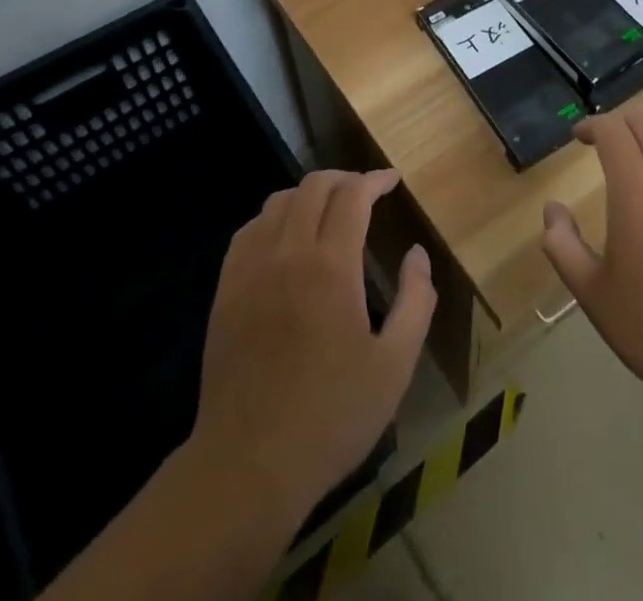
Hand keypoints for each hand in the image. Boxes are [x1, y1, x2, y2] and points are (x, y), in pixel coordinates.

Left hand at [190, 169, 435, 531]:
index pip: (353, 196)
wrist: (248, 463)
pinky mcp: (225, 289)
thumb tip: (417, 253)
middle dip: (344, 179)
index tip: (392, 180)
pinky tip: (283, 239)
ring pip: (278, 201)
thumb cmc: (331, 416)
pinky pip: (249, 230)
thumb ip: (416, 301)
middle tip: (364, 191)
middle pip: (313, 187)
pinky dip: (273, 218)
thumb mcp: (395, 366)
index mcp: (331, 265)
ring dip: (307, 194)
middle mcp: (288, 252)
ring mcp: (250, 268)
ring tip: (327, 211)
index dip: (375, 180)